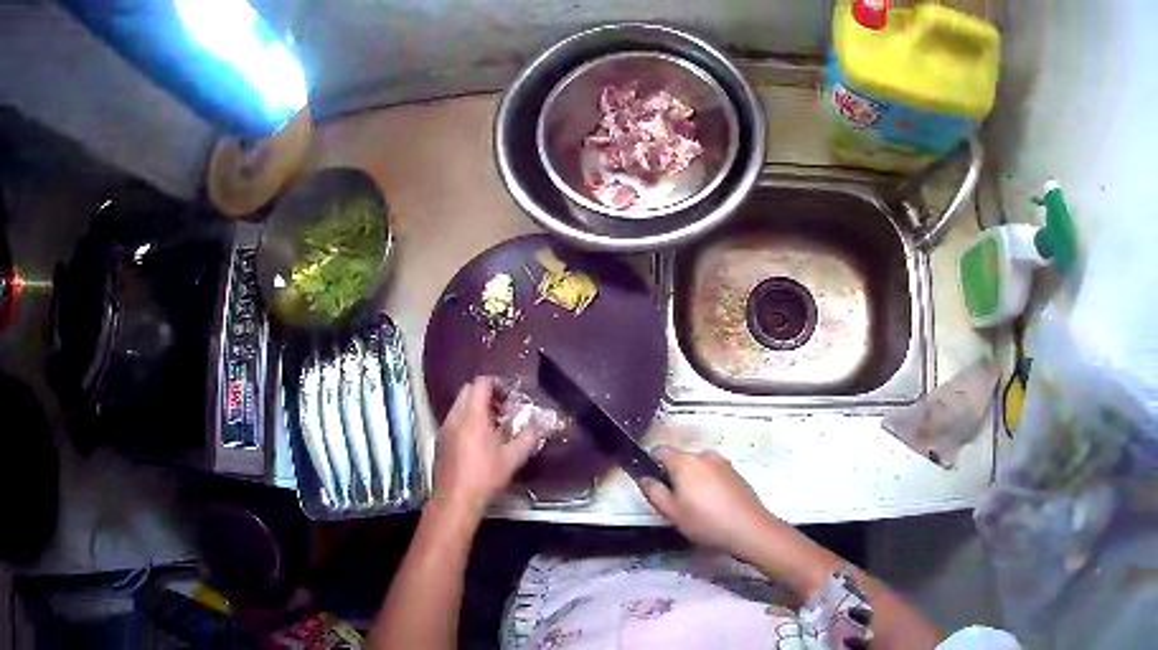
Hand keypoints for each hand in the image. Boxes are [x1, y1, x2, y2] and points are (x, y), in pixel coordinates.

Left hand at [432, 377, 543, 519]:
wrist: (455, 499)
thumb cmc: (484, 477)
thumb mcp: (512, 459)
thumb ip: (527, 438)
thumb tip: (536, 426)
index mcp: (473, 416)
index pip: (480, 384)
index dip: (496, 384)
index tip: (509, 393)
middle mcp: (455, 417)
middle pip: (467, 391)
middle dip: (485, 394)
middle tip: (503, 407)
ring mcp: (445, 428)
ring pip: (459, 405)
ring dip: (475, 407)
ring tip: (493, 423)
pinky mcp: (440, 440)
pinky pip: (454, 419)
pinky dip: (466, 419)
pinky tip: (478, 439)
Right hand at [640, 446, 784, 561]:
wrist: (749, 528)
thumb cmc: (705, 522)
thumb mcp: (672, 513)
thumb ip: (654, 492)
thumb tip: (644, 478)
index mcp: (685, 462)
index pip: (660, 450)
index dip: (652, 463)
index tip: (653, 482)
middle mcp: (704, 456)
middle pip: (681, 459)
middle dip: (674, 475)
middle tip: (675, 501)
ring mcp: (723, 463)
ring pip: (699, 467)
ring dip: (693, 480)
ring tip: (696, 506)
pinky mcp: (736, 473)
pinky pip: (714, 473)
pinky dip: (709, 484)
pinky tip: (714, 506)